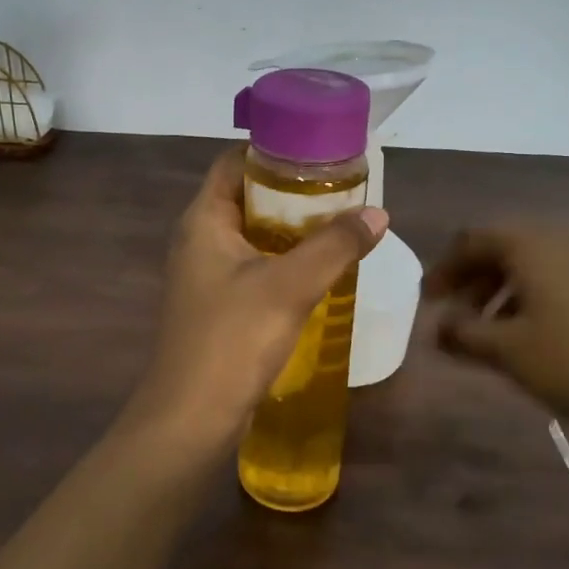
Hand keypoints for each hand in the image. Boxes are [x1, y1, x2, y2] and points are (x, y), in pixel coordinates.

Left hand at [128, 148, 387, 447]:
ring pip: (252, 234)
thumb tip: (378, 214)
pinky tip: (318, 269)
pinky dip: (283, 259)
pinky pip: (253, 266)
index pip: (234, 162)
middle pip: (246, 196)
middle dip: (291, 190)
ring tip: (338, 222)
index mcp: (204, 220)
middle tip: (341, 188)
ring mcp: (205, 275)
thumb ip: (334, 246)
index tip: (319, 150)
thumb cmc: (232, 340)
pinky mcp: (217, 305)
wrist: (191, 418)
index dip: (273, 150)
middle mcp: (199, 239)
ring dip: (291, 228)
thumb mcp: (289, 286)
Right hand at [424, 224, 568, 470]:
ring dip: (518, 289)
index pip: (473, 240)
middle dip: (481, 280)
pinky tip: (564, 333)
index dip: (445, 269)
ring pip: (551, 261)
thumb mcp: (511, 354)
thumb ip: (464, 335)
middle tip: (465, 318)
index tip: (430, 301)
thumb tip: (439, 325)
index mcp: (534, 242)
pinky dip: (557, 294)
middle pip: (512, 246)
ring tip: (511, 331)